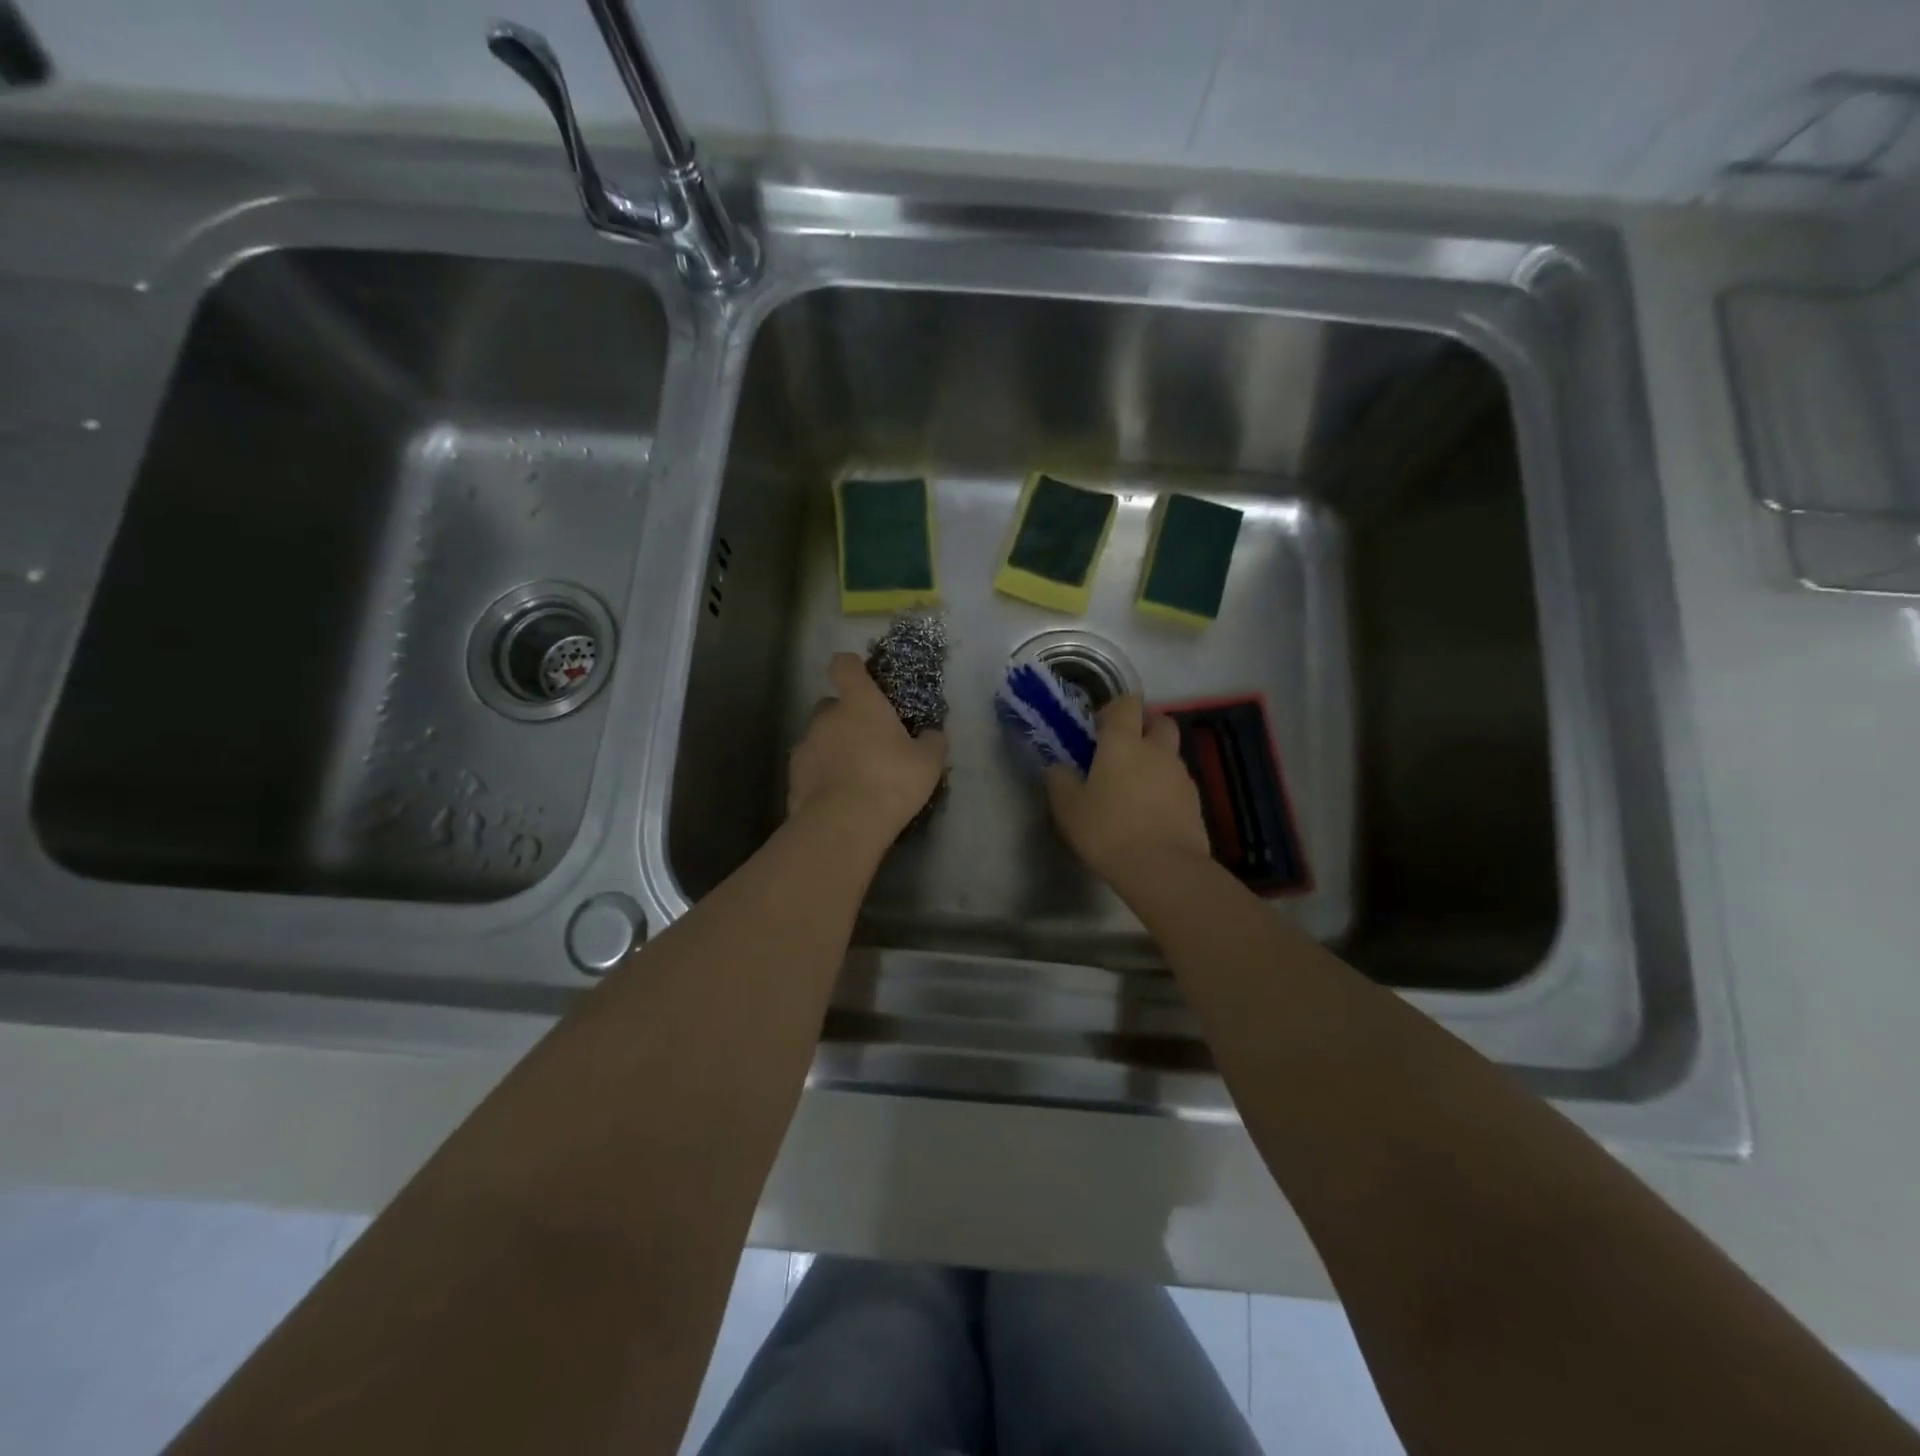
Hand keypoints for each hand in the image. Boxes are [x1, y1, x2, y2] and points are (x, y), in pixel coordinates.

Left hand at [788, 652, 947, 839]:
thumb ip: (932, 742)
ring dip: (832, 748)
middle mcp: (826, 717)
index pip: (844, 665)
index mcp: (859, 702)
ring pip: (818, 737)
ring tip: (853, 776)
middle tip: (868, 742)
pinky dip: (820, 776)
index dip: (852, 668)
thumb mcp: (928, 762)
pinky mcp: (793, 777)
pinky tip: (837, 797)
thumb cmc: (892, 781)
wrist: (845, 824)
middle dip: (846, 718)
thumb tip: (932, 734)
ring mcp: (805, 746)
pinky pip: (810, 768)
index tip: (864, 681)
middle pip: (831, 705)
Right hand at [1045, 696, 1211, 886]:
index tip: (1097, 729)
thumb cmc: (1108, 830)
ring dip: (1154, 759)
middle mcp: (1157, 750)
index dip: (1113, 709)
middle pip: (1159, 721)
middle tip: (1122, 749)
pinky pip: (1177, 782)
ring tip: (1133, 787)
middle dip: (1143, 726)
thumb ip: (1060, 780)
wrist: (1162, 868)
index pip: (1126, 704)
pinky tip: (1149, 812)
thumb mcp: (1068, 807)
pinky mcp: (1195, 801)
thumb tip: (1058, 766)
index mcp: (1123, 743)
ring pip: (1170, 753)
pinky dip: (1164, 787)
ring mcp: (1180, 775)